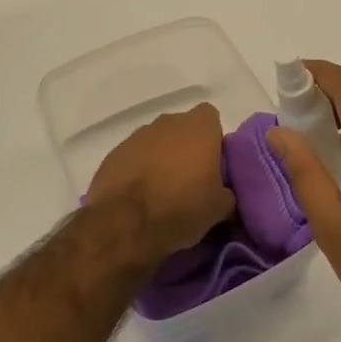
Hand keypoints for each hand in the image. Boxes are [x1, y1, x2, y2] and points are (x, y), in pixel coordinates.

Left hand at [86, 104, 235, 265]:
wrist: (124, 224)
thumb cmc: (181, 208)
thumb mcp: (219, 208)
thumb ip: (226, 192)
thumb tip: (223, 194)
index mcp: (199, 127)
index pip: (211, 117)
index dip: (212, 138)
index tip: (212, 163)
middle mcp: (168, 122)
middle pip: (182, 128)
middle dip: (185, 147)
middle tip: (189, 178)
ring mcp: (138, 135)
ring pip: (156, 141)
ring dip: (160, 158)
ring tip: (161, 190)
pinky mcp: (114, 153)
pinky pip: (134, 156)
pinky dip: (137, 169)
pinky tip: (137, 195)